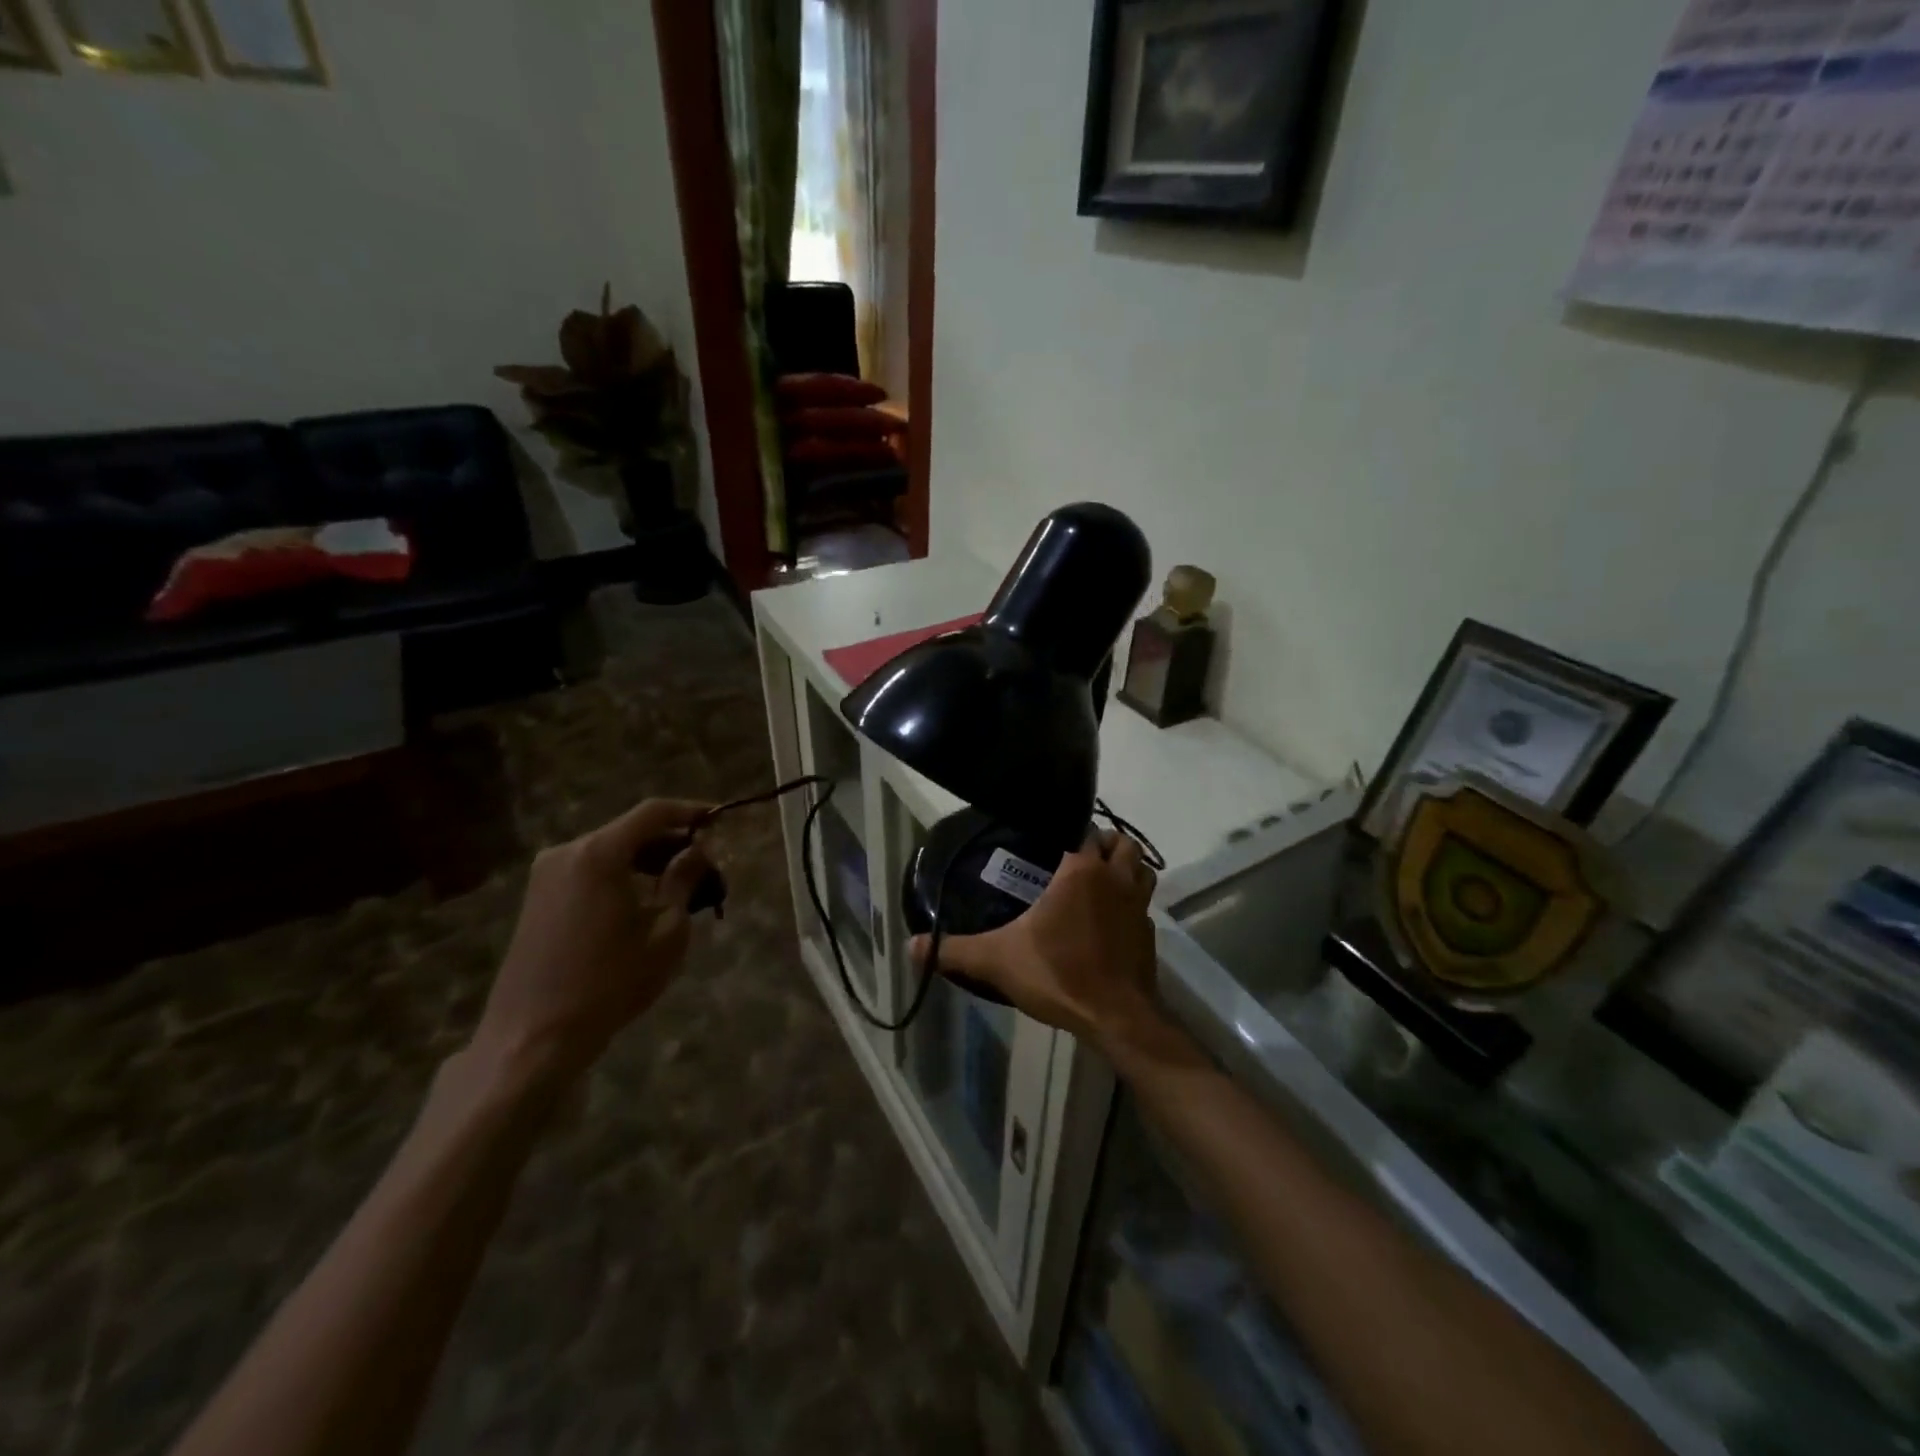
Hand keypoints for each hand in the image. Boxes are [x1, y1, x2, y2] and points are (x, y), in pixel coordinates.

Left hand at [472, 798, 715, 1086]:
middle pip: (630, 832)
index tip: (719, 821)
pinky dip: (622, 876)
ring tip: (682, 887)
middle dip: (671, 843)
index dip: (690, 811)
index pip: (653, 812)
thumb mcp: (666, 930)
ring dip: (647, 862)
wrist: (535, 1036)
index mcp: (598, 853)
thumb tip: (698, 850)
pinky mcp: (537, 899)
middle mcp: (567, 852)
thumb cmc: (611, 981)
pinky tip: (644, 902)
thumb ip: (683, 880)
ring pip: (610, 852)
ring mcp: (546, 875)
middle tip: (706, 865)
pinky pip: (590, 872)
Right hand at [912, 831, 1163, 1052]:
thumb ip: (954, 950)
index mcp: (1082, 872)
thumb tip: (910, 946)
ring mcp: (1138, 907)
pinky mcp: (1149, 935)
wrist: (1117, 1018)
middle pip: (1120, 842)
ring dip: (1125, 867)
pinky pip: (1142, 906)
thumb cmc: (1060, 975)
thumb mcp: (997, 961)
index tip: (1049, 837)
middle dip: (1102, 842)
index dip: (1069, 829)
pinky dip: (1130, 905)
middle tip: (1074, 855)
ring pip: (1141, 869)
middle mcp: (1116, 880)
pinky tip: (1108, 922)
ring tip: (1098, 879)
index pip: (1082, 830)